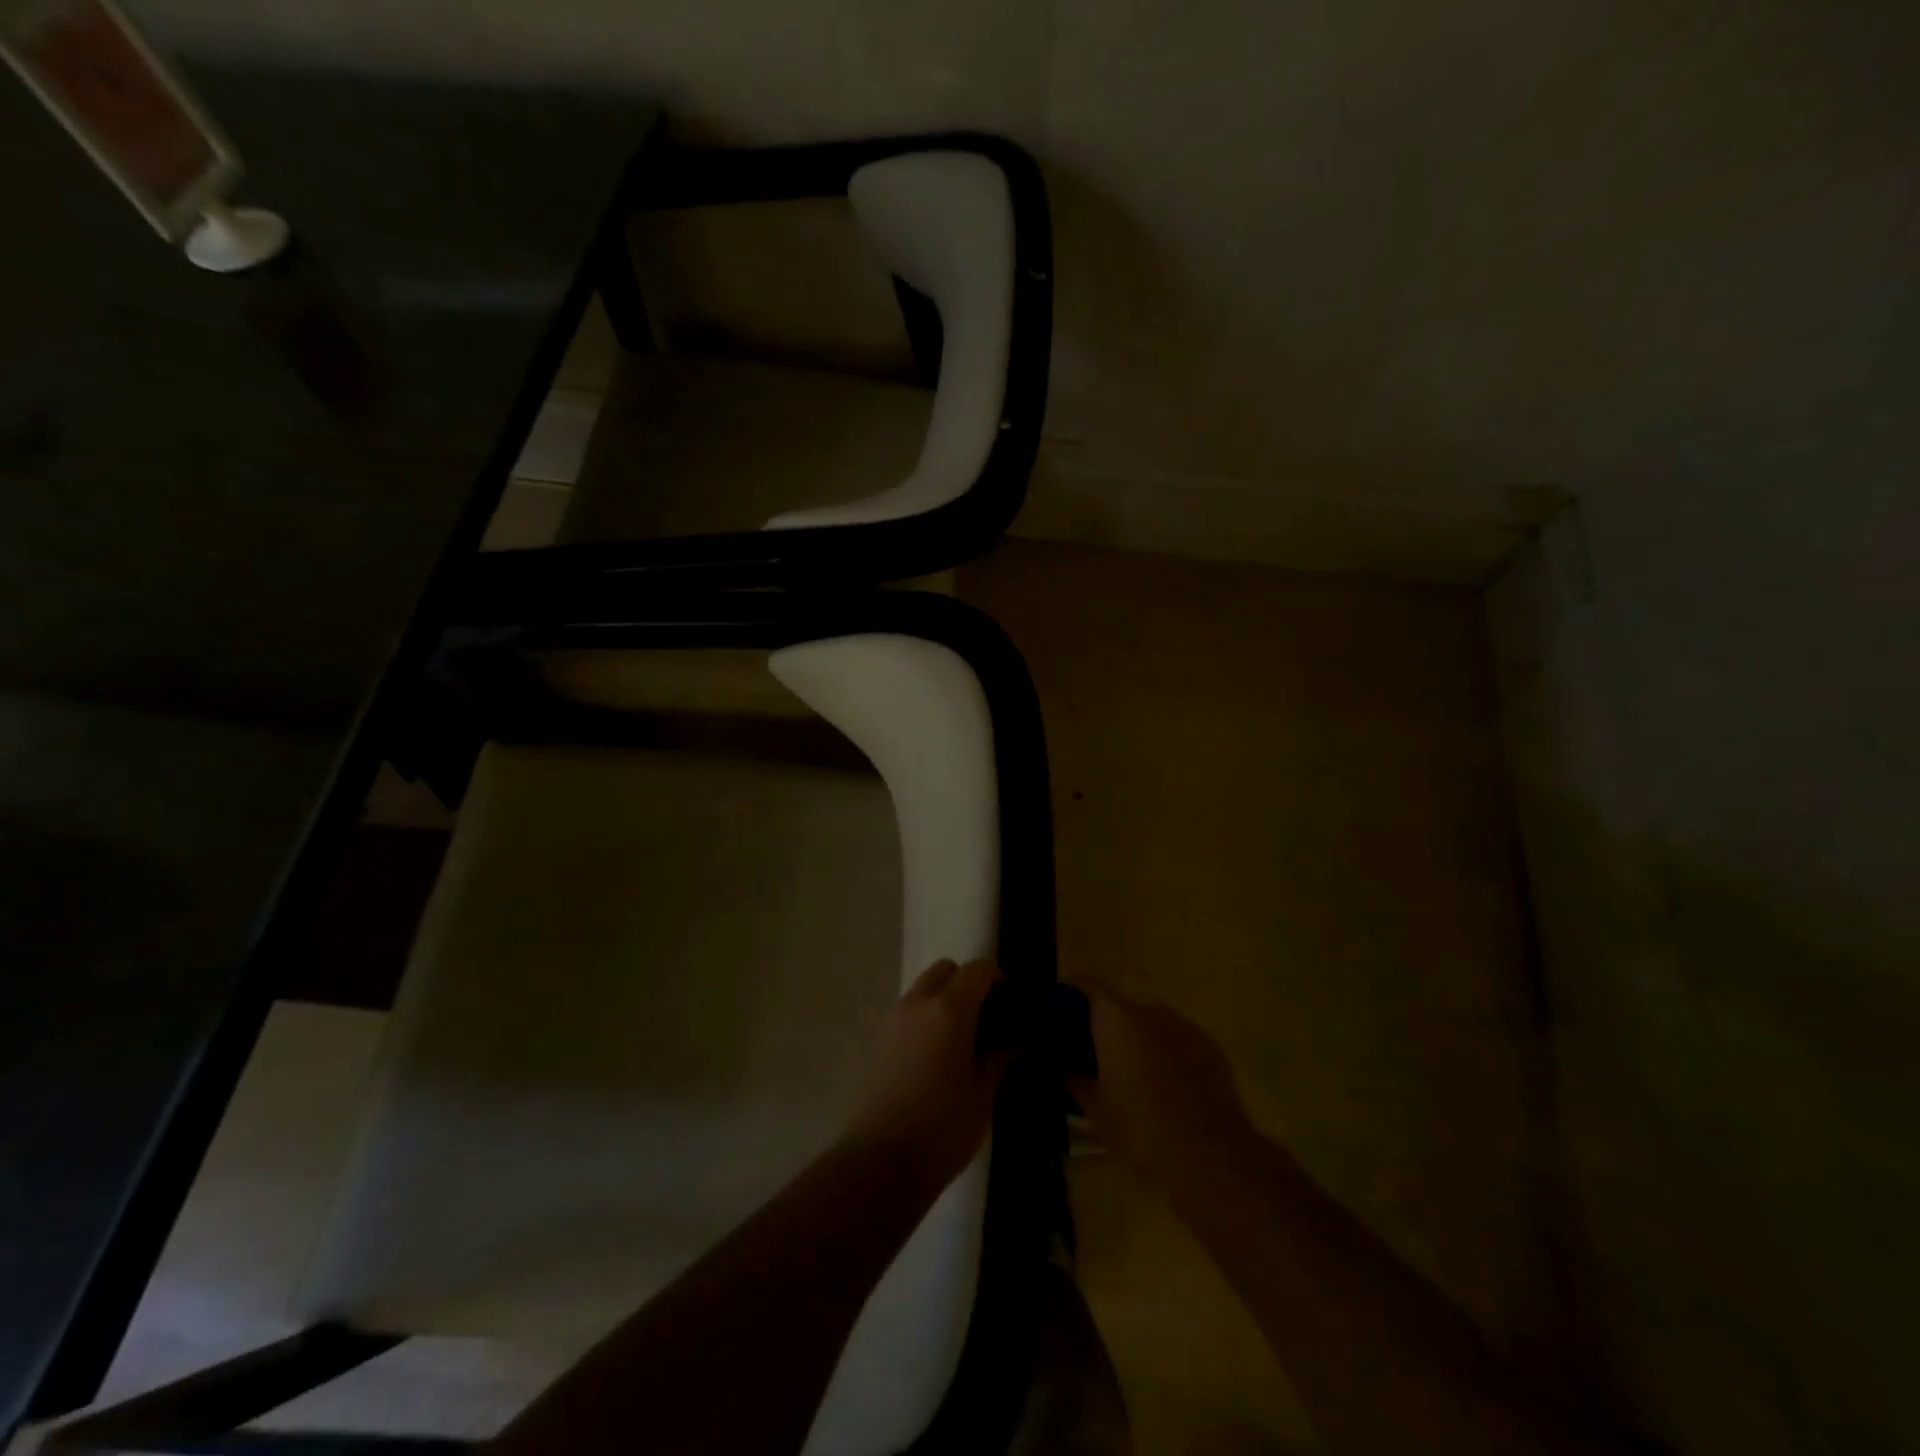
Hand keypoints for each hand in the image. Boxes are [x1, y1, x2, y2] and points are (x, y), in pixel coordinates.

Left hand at [844, 959, 1007, 1186]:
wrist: (881, 1163)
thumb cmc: (942, 1129)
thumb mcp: (983, 1095)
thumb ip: (998, 1059)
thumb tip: (1011, 1043)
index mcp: (949, 1011)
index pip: (977, 970)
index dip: (997, 978)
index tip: (1011, 1001)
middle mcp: (918, 1004)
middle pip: (945, 970)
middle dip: (967, 983)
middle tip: (985, 1017)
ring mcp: (892, 1020)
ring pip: (923, 990)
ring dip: (943, 1000)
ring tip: (960, 1040)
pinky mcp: (876, 1041)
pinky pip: (907, 1014)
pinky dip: (924, 1020)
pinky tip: (935, 1057)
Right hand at [1068, 983, 1256, 1184]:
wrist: (1209, 1157)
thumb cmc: (1139, 1129)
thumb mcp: (1095, 1109)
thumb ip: (1075, 1079)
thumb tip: (1065, 1067)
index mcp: (1115, 1018)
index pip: (1087, 984)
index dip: (1072, 994)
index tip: (1062, 1013)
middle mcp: (1150, 1010)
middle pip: (1120, 1007)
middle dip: (1108, 1026)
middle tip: (1098, 1056)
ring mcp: (1185, 1025)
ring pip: (1152, 1024)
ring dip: (1140, 1040)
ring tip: (1136, 1075)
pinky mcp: (1212, 1047)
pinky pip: (1180, 1041)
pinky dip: (1169, 1054)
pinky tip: (1169, 1087)